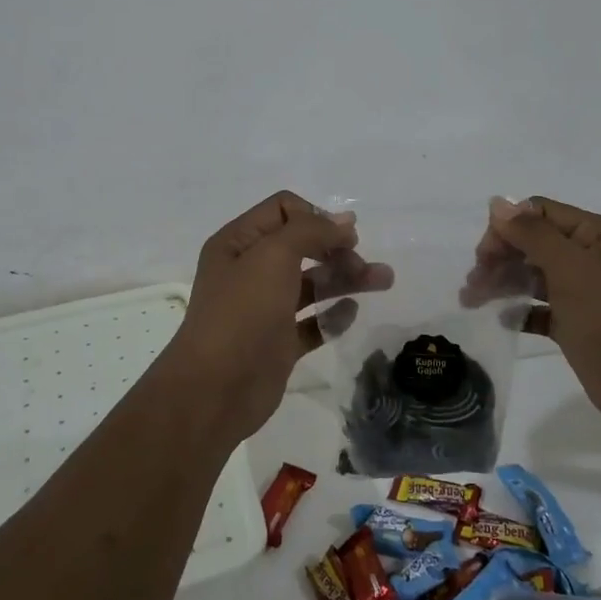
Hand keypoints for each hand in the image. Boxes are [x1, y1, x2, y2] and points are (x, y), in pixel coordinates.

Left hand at [163, 191, 394, 441]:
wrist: (216, 389)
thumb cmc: (242, 312)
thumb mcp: (273, 255)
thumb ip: (310, 231)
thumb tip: (343, 222)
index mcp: (239, 242)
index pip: (282, 210)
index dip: (315, 216)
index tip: (343, 236)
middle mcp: (250, 271)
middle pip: (302, 246)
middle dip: (337, 248)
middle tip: (363, 262)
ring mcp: (264, 309)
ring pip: (312, 284)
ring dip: (346, 278)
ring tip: (385, 280)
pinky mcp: (278, 343)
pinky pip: (312, 322)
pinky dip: (333, 315)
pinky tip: (352, 312)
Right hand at [462, 195, 600, 441]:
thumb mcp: (574, 271)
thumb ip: (533, 235)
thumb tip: (497, 203)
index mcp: (598, 235)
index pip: (540, 213)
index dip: (507, 228)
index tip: (483, 256)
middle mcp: (592, 258)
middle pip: (533, 243)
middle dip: (500, 257)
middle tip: (473, 283)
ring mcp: (586, 294)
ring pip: (534, 276)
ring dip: (503, 283)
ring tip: (472, 301)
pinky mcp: (579, 326)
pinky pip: (541, 309)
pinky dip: (520, 311)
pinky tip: (504, 321)